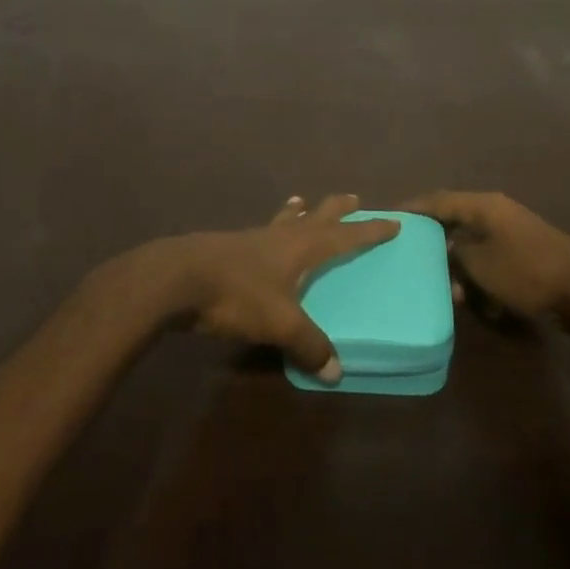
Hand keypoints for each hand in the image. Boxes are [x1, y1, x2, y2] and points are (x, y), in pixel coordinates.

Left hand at [113, 194, 399, 382]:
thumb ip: (308, 345)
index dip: (369, 231)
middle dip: (336, 210)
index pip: (345, 236)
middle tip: (353, 197)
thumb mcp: (278, 323)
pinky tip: (260, 235)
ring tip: (303, 202)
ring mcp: (251, 239)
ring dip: (299, 213)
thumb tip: (336, 371)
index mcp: (301, 248)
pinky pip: (260, 232)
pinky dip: (270, 228)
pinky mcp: (228, 248)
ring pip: (284, 221)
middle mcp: (280, 237)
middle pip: (316, 217)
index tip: (393, 222)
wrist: (176, 278)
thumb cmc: (236, 294)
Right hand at [400, 191, 569, 328]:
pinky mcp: (522, 256)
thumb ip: (454, 252)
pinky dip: (479, 278)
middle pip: (454, 222)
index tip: (388, 218)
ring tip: (446, 290)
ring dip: (458, 268)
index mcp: (484, 205)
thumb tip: (445, 247)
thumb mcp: (479, 264)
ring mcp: (511, 234)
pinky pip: (489, 262)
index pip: (437, 200)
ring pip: (471, 246)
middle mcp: (496, 213)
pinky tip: (476, 302)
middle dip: (433, 244)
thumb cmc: (527, 271)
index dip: (412, 208)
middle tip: (409, 259)